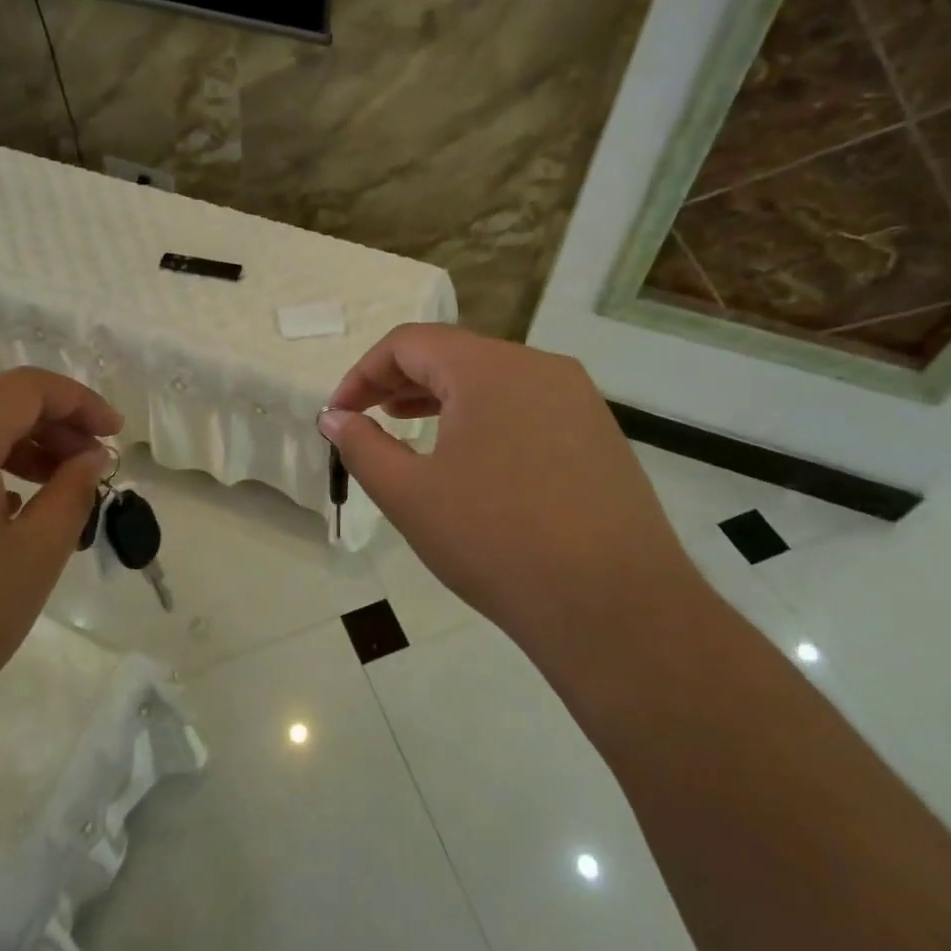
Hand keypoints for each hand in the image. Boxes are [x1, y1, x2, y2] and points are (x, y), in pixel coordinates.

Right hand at [320, 325, 699, 655]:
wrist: (615, 607)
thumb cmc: (496, 541)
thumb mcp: (410, 495)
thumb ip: (363, 447)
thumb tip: (335, 418)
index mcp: (489, 368)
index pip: (410, 342)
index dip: (363, 372)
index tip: (339, 414)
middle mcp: (538, 367)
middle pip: (452, 354)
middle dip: (399, 382)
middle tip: (366, 419)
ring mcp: (576, 399)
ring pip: (491, 379)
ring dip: (440, 398)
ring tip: (407, 427)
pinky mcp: (598, 434)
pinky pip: (525, 406)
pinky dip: (483, 417)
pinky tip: (470, 459)